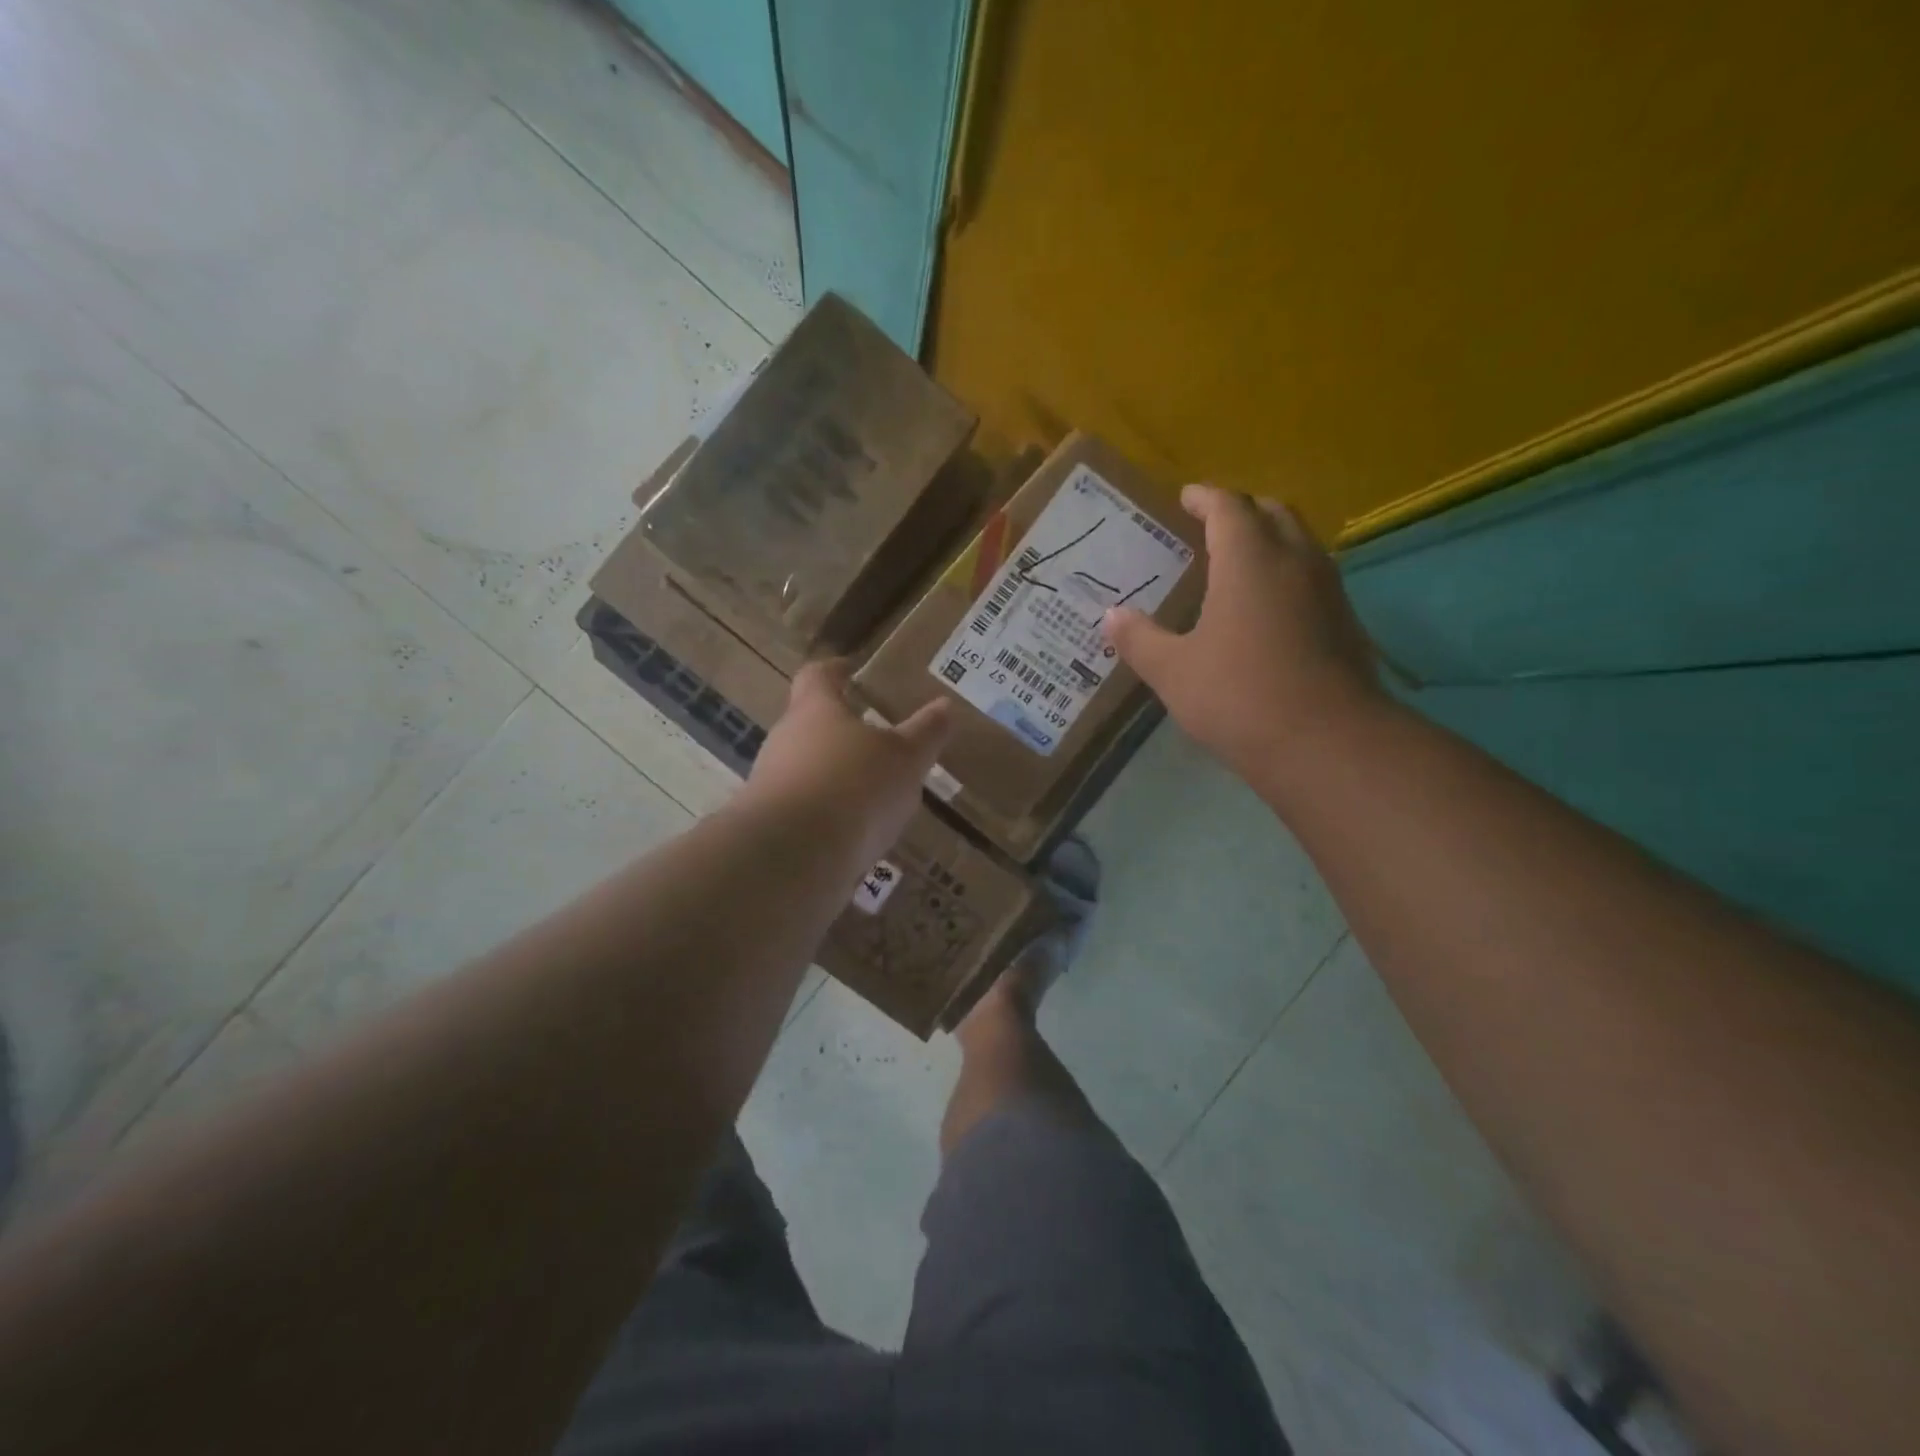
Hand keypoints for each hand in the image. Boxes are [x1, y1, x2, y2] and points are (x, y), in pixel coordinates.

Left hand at [740, 660, 952, 864]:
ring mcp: (772, 784)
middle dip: (841, 730)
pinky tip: (856, 835)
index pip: (818, 676)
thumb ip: (925, 733)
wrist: (792, 856)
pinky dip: (829, 816)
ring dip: (836, 777)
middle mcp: (785, 740)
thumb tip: (945, 705)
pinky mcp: (771, 826)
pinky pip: (805, 811)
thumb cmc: (853, 786)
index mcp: (815, 710)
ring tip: (873, 793)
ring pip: (807, 770)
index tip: (851, 670)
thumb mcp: (905, 758)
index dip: (836, 670)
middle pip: (809, 724)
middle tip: (877, 739)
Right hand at [1103, 485, 1386, 790]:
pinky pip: (1313, 576)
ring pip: (1300, 542)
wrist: (1326, 743)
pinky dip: (1287, 573)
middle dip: (1242, 510)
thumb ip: (1139, 639)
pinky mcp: (1345, 622)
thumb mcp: (1173, 671)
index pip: (1228, 507)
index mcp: (1249, 560)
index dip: (1205, 498)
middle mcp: (1295, 561)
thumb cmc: (1239, 697)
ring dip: (1270, 539)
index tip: (1186, 497)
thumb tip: (1112, 615)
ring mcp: (1328, 591)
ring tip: (1239, 561)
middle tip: (1212, 525)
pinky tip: (1267, 607)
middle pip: (1272, 513)